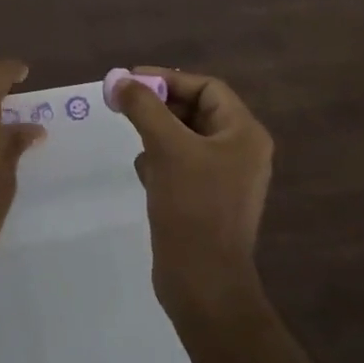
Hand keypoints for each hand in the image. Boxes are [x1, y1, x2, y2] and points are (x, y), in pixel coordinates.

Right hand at [118, 68, 274, 322]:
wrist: (203, 283)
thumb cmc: (192, 207)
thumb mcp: (167, 148)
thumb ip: (143, 107)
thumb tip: (119, 79)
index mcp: (244, 134)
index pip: (206, 87)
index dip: (168, 79)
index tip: (130, 81)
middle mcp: (239, 151)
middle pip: (195, 110)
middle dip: (158, 106)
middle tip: (122, 105)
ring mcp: (224, 178)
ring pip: (184, 138)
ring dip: (156, 133)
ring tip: (134, 140)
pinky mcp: (205, 200)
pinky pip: (180, 164)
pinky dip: (160, 161)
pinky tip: (144, 173)